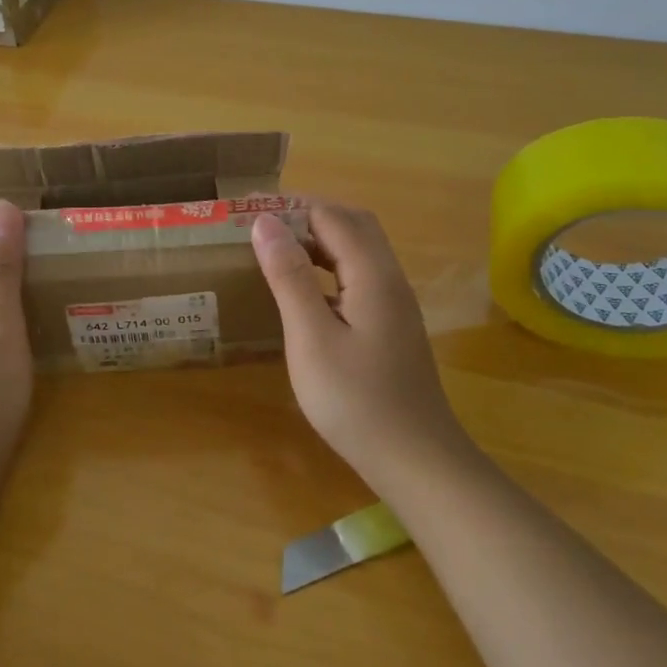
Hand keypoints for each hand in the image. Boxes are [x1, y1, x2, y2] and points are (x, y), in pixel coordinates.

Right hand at [252, 203, 467, 491]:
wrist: (417, 461)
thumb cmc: (356, 400)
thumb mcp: (311, 337)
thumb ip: (290, 277)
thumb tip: (265, 222)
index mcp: (372, 274)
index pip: (332, 215)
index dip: (291, 206)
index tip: (249, 210)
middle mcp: (389, 278)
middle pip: (352, 224)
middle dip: (307, 215)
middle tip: (263, 226)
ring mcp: (394, 303)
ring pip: (359, 250)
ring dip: (320, 239)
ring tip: (277, 250)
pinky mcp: (392, 325)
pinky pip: (360, 275)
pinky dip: (330, 266)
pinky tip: (305, 291)